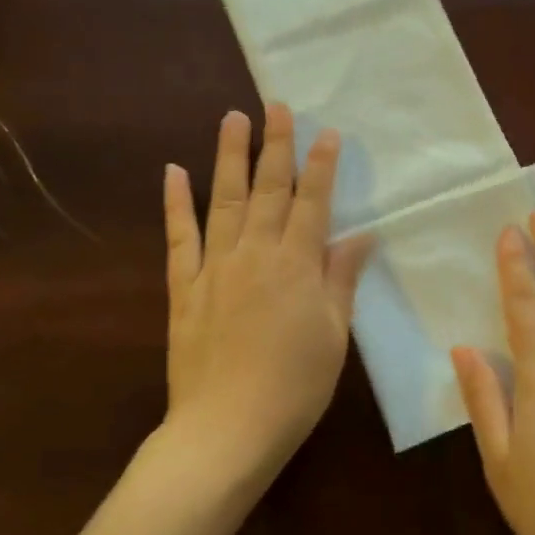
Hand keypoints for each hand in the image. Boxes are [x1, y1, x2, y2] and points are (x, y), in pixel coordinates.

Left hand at [163, 105, 370, 485]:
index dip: (321, 165)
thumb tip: (361, 234)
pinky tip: (173, 171)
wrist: (226, 429)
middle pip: (268, 189)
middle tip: (276, 105)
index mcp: (296, 265)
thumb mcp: (334, 335)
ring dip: (229, 156)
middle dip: (275, 144)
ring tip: (233, 118)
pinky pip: (178, 237)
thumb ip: (342, 279)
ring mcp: (214, 267)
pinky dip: (175, 203)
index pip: (313, 202)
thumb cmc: (295, 387)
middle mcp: (255, 254)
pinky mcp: (183, 288)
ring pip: (223, 200)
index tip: (326, 131)